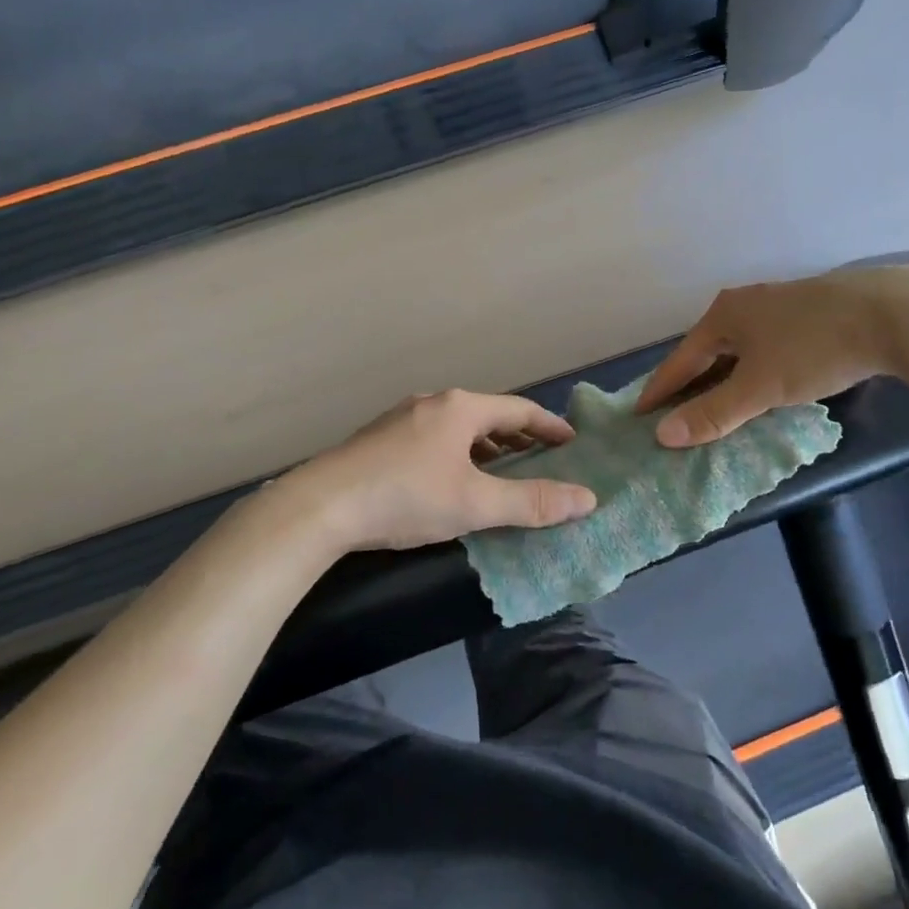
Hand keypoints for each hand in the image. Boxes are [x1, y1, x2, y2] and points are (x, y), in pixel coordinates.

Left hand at [286, 390, 597, 550]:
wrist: (321, 505)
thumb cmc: (406, 497)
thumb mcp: (475, 502)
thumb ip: (531, 502)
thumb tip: (587, 499)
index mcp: (460, 408)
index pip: (518, 410)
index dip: (549, 426)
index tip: (571, 443)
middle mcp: (432, 403)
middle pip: (487, 414)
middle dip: (517, 436)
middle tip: (541, 457)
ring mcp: (401, 418)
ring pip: (457, 426)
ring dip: (485, 445)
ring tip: (500, 468)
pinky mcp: (379, 439)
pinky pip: (433, 437)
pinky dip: (457, 451)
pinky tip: (450, 477)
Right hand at [637, 267, 908, 446]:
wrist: (893, 313)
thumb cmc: (814, 349)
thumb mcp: (759, 387)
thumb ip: (713, 413)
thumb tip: (663, 436)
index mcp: (724, 315)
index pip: (680, 358)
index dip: (660, 388)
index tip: (638, 413)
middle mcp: (745, 304)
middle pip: (707, 350)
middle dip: (690, 382)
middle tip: (673, 411)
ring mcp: (778, 304)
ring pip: (738, 348)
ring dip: (723, 376)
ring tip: (713, 404)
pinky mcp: (809, 311)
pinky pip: (764, 346)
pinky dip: (752, 369)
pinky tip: (761, 384)